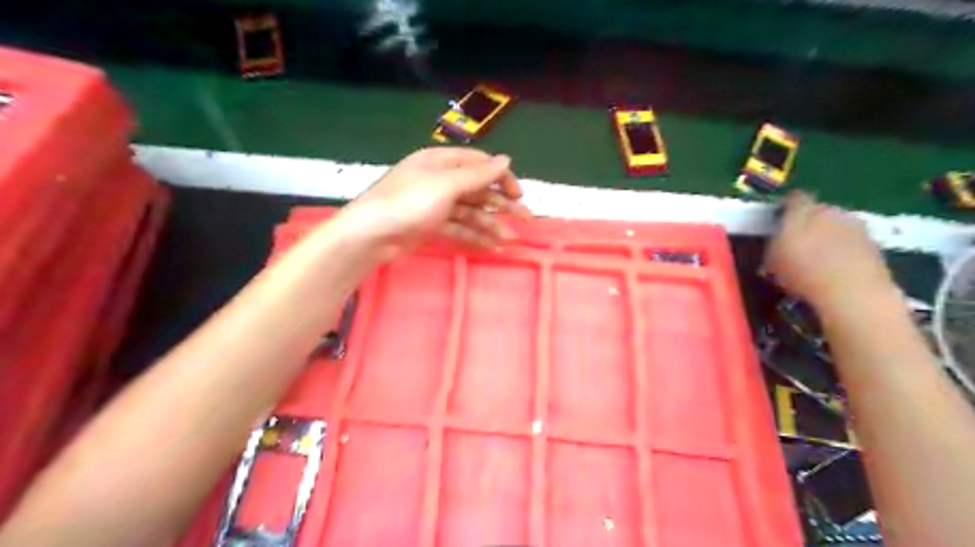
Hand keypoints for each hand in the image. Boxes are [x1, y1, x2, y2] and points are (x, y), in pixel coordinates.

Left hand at [338, 145, 531, 258]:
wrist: (371, 235)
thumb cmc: (408, 203)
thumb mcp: (445, 185)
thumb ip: (478, 175)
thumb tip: (507, 159)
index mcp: (441, 162)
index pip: (478, 164)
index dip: (501, 177)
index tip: (519, 193)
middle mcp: (439, 180)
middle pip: (477, 189)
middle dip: (501, 204)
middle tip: (526, 219)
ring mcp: (435, 205)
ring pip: (470, 212)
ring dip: (490, 224)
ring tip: (509, 240)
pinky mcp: (430, 225)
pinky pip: (458, 228)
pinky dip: (474, 236)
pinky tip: (490, 246)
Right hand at [766, 191, 893, 308]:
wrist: (852, 293)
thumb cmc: (802, 273)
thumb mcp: (771, 260)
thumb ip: (773, 244)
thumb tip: (776, 242)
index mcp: (803, 211)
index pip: (794, 198)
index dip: (786, 207)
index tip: (778, 218)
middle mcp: (831, 211)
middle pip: (818, 210)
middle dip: (808, 222)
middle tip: (797, 241)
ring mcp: (856, 226)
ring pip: (837, 225)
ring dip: (828, 236)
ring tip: (818, 258)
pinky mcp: (875, 244)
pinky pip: (852, 242)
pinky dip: (844, 250)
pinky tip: (836, 269)